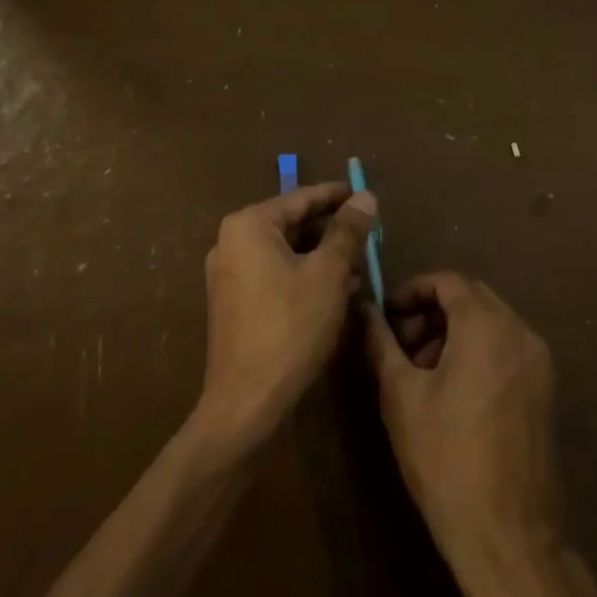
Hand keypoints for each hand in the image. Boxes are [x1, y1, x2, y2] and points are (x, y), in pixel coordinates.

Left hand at [196, 183, 376, 449]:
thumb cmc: (290, 327)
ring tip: (358, 265)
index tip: (365, 195)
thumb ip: (347, 231)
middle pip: (291, 225)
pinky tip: (333, 291)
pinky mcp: (232, 302)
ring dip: (320, 256)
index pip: (300, 199)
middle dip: (331, 231)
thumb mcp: (328, 274)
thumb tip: (365, 197)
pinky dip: (302, 276)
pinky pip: (273, 275)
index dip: (336, 196)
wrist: (246, 401)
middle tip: (368, 235)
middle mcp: (230, 242)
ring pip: (284, 252)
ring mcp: (227, 274)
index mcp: (248, 226)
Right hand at [363, 273, 566, 594]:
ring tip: (421, 372)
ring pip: (490, 323)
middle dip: (431, 312)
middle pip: (471, 298)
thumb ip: (381, 342)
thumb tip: (364, 310)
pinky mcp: (545, 390)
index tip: (386, 317)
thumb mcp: (400, 395)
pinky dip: (477, 351)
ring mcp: (539, 362)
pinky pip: (506, 349)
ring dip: (453, 332)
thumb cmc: (445, 459)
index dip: (412, 291)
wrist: (507, 535)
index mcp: (487, 327)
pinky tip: (452, 392)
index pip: (448, 281)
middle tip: (400, 344)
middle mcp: (521, 333)